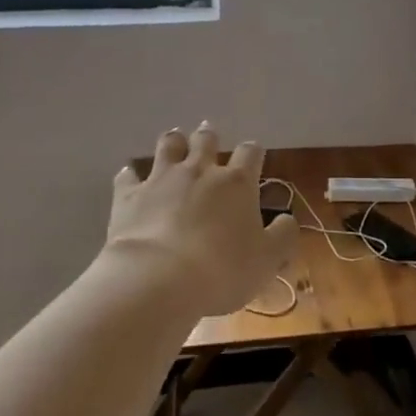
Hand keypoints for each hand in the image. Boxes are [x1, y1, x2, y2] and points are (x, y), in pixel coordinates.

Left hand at [102, 124, 298, 318]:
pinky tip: (130, 176)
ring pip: (168, 146)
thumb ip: (283, 236)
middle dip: (209, 137)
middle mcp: (199, 171)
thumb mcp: (268, 260)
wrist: (158, 279)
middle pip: (205, 140)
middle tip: (208, 135)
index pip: (250, 153)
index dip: (253, 152)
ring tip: (175, 141)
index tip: (254, 157)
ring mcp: (161, 179)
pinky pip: (127, 176)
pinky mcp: (128, 195)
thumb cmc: (223, 270)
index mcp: (236, 183)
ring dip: (173, 142)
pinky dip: (130, 174)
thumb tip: (288, 219)